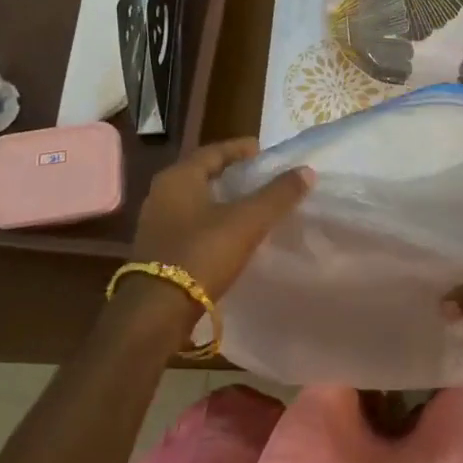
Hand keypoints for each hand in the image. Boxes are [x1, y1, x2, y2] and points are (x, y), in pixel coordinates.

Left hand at [129, 139, 312, 304]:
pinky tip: (232, 234)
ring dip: (223, 199)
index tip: (265, 151)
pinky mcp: (158, 250)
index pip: (214, 151)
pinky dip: (213, 221)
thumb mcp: (247, 221)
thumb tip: (306, 170)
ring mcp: (156, 224)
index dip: (241, 148)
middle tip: (262, 176)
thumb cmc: (201, 255)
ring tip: (251, 204)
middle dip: (233, 173)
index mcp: (179, 177)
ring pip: (196, 200)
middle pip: (203, 174)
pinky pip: (191, 223)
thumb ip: (278, 195)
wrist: (156, 314)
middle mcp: (162, 194)